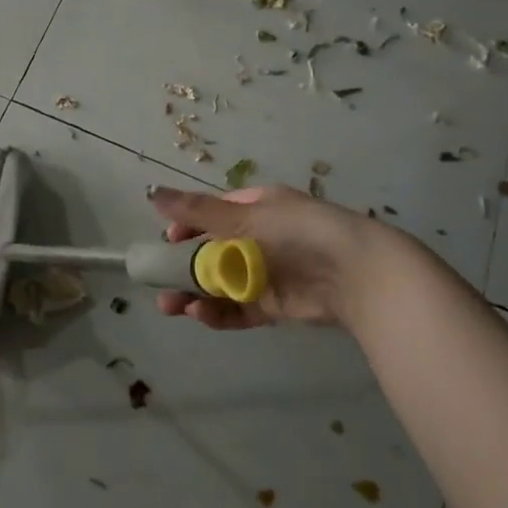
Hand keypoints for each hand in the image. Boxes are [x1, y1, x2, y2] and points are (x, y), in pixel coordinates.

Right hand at [147, 183, 400, 330]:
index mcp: (256, 208)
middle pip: (212, 252)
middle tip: (159, 283)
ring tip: (172, 306)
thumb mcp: (244, 216)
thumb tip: (151, 191)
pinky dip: (218, 313)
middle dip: (183, 268)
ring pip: (221, 284)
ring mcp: (267, 273)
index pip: (212, 214)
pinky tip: (200, 315)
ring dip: (194, 294)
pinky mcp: (275, 305)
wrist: (356, 275)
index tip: (166, 242)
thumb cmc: (297, 232)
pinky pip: (239, 308)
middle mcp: (259, 239)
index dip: (186, 227)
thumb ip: (196, 210)